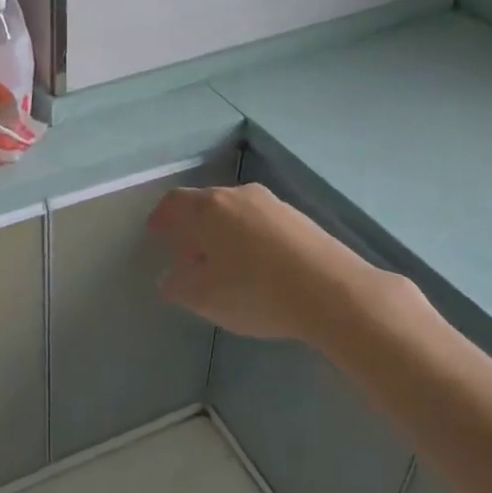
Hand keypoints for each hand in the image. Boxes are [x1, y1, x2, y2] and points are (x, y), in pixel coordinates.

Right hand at [148, 183, 377, 342]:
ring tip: (224, 265)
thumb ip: (178, 286)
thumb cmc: (257, 291)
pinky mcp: (301, 219)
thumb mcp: (205, 298)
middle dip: (193, 228)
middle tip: (188, 256)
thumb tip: (170, 278)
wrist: (334, 292)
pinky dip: (250, 238)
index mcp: (209, 208)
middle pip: (206, 204)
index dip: (162, 216)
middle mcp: (239, 195)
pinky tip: (258, 267)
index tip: (157, 233)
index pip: (174, 201)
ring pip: (236, 212)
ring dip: (223, 233)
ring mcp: (273, 204)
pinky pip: (262, 223)